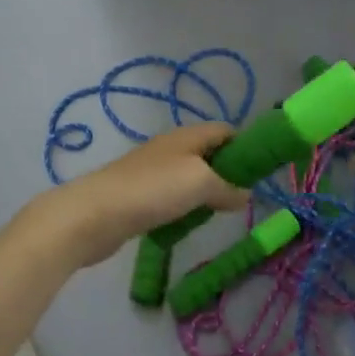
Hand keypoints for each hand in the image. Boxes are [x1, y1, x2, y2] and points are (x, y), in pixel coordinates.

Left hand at [36, 123, 248, 268]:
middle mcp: (170, 148)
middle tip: (241, 198)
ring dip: (205, 194)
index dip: (245, 146)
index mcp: (187, 136)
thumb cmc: (153, 190)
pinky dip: (184, 208)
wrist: (94, 214)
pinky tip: (186, 224)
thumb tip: (245, 195)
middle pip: (208, 154)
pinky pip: (171, 197)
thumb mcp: (201, 184)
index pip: (224, 130)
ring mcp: (151, 172)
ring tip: (216, 214)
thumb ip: (228, 187)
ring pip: (189, 177)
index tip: (260, 171)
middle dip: (227, 173)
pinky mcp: (138, 195)